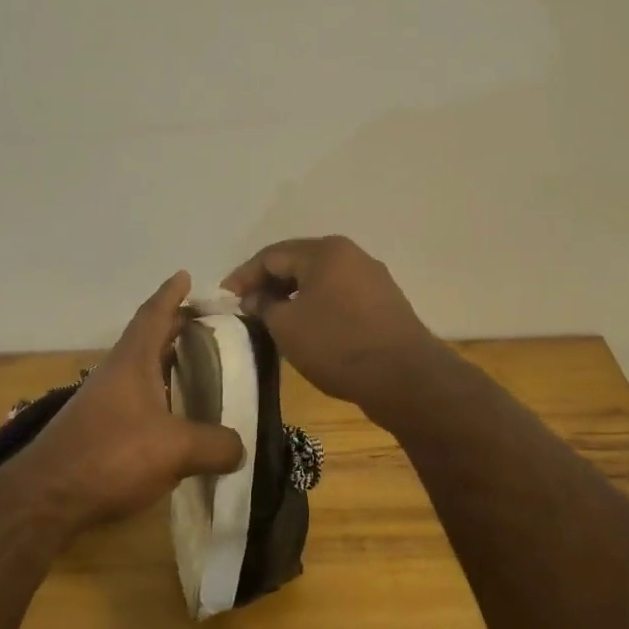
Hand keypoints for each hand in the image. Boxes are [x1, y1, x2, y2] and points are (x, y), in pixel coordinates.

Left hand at [5, 271, 246, 527]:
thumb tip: (241, 448)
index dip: (171, 295)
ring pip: (142, 372)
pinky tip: (176, 416)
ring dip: (167, 363)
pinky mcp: (98, 431)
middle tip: (206, 324)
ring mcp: (103, 403)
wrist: (46, 498)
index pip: (153, 316)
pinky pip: (137, 401)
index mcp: (132, 363)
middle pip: (148, 340)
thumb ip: (216, 445)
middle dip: (175, 327)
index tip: (185, 276)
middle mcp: (115, 375)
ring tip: (199, 367)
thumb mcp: (176, 448)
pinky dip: (160, 397)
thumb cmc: (111, 456)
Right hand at [220, 236, 443, 410]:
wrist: (404, 377)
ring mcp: (373, 278)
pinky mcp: (385, 303)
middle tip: (246, 307)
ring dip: (293, 296)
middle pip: (298, 262)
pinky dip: (317, 306)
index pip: (272, 255)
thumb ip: (264, 306)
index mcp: (325, 251)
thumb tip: (256, 298)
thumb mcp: (286, 326)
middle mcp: (352, 255)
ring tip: (273, 319)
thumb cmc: (337, 345)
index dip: (243, 276)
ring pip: (321, 280)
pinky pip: (340, 296)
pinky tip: (308, 327)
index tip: (224, 298)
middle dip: (269, 284)